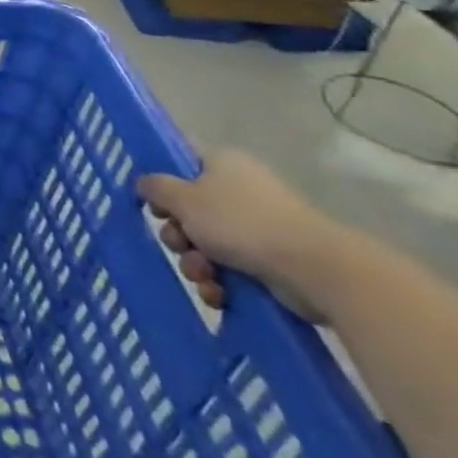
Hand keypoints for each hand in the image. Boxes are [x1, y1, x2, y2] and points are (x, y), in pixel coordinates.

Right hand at [137, 148, 349, 322]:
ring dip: (195, 264)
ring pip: (207, 244)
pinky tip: (219, 294)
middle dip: (178, 235)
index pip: (181, 163)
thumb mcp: (184, 199)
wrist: (314, 269)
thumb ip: (156, 187)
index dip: (162, 183)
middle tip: (179, 244)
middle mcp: (239, 190)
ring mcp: (257, 227)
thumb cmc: (241, 223)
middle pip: (189, 210)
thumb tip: (144, 183)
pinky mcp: (270, 261)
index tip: (153, 205)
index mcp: (222, 164)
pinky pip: (230, 269)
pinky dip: (220, 283)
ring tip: (204, 277)